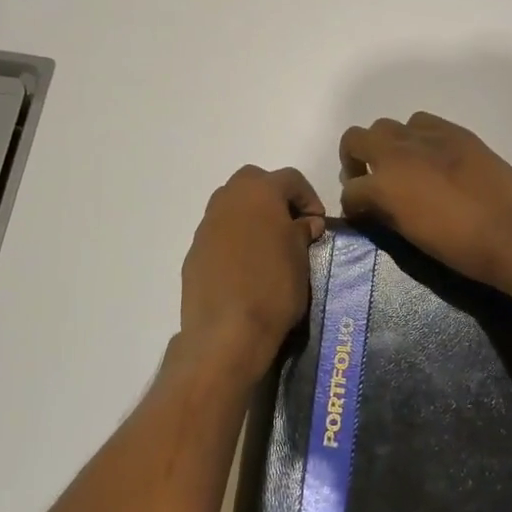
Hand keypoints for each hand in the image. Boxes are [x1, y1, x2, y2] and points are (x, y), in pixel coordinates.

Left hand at [178, 166, 325, 376]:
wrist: (226, 332)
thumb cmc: (274, 287)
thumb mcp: (301, 257)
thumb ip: (302, 232)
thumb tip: (305, 223)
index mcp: (259, 192)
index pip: (290, 178)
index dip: (309, 197)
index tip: (317, 224)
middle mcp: (228, 199)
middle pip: (254, 181)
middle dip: (274, 196)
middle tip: (290, 224)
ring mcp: (206, 226)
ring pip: (231, 205)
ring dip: (251, 216)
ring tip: (268, 246)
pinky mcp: (194, 252)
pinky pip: (219, 234)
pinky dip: (234, 240)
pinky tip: (246, 267)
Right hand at [338, 113, 511, 294]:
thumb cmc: (459, 246)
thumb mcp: (411, 235)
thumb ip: (386, 214)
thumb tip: (375, 207)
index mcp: (384, 184)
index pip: (350, 189)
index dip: (352, 203)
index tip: (360, 213)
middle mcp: (399, 151)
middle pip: (356, 138)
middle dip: (355, 159)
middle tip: (370, 180)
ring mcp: (428, 136)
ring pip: (388, 126)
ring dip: (386, 144)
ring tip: (403, 166)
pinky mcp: (456, 132)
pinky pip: (423, 123)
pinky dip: (417, 137)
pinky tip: (432, 157)